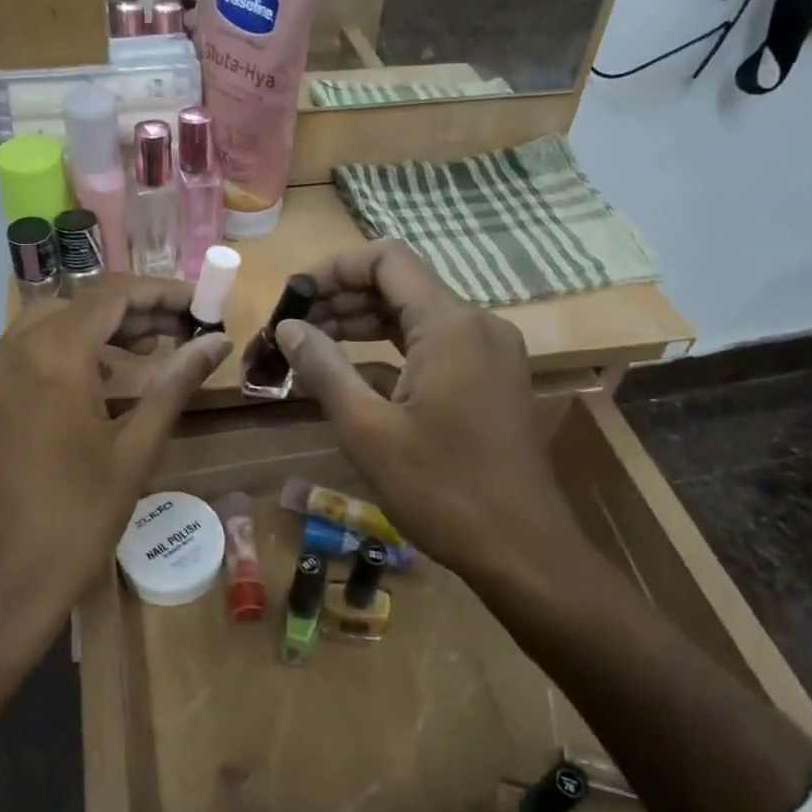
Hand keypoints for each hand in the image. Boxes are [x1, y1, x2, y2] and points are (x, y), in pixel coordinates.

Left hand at [0, 279, 226, 811]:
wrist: (1, 583)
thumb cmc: (77, 520)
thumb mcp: (135, 450)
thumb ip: (175, 384)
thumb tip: (219, 341)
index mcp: (50, 356)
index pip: (111, 295)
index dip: (160, 292)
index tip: (200, 303)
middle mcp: (10, 348)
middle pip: (81, 303)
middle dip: (135, 311)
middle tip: (184, 329)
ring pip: (53, 323)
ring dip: (103, 330)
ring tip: (156, 349)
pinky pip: (31, 350)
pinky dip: (72, 351)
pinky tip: (110, 376)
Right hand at [274, 242, 572, 589]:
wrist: (524, 552)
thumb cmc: (442, 490)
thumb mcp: (368, 430)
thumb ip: (324, 368)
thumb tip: (288, 327)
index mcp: (450, 325)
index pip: (386, 259)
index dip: (333, 268)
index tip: (294, 298)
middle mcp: (476, 325)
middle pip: (399, 285)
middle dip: (341, 299)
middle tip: (292, 329)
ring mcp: (489, 352)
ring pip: (415, 316)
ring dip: (362, 325)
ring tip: (311, 348)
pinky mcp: (491, 379)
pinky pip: (433, 346)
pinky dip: (390, 352)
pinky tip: (351, 376)